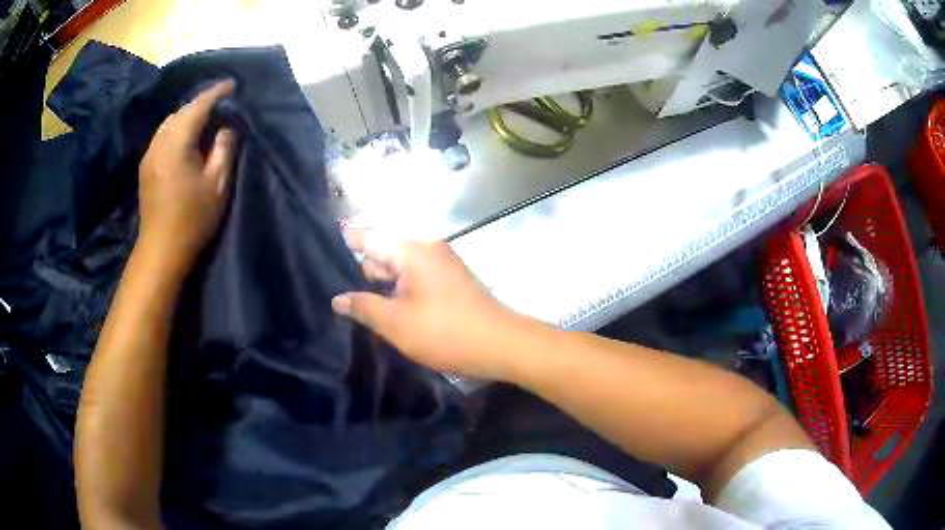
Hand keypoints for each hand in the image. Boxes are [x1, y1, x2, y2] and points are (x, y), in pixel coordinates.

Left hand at [137, 80, 237, 272]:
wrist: (161, 250)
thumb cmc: (192, 219)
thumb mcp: (217, 184)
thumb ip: (224, 150)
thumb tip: (226, 128)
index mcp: (176, 144)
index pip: (197, 107)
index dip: (215, 92)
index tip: (232, 84)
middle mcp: (159, 143)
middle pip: (180, 112)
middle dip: (201, 103)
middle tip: (221, 104)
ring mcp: (149, 155)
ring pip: (169, 123)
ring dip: (187, 116)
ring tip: (205, 119)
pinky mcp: (146, 167)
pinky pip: (163, 136)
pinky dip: (177, 129)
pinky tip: (186, 139)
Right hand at [331, 230, 522, 379]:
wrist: (501, 344)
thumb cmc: (445, 332)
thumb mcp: (396, 323)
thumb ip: (363, 307)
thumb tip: (338, 299)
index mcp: (412, 249)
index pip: (369, 237)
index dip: (346, 240)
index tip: (325, 243)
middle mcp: (427, 248)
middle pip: (384, 251)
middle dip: (363, 270)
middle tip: (338, 290)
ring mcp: (442, 263)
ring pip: (400, 267)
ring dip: (382, 283)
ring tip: (357, 302)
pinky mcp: (450, 280)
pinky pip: (416, 277)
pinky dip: (400, 288)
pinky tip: (387, 306)